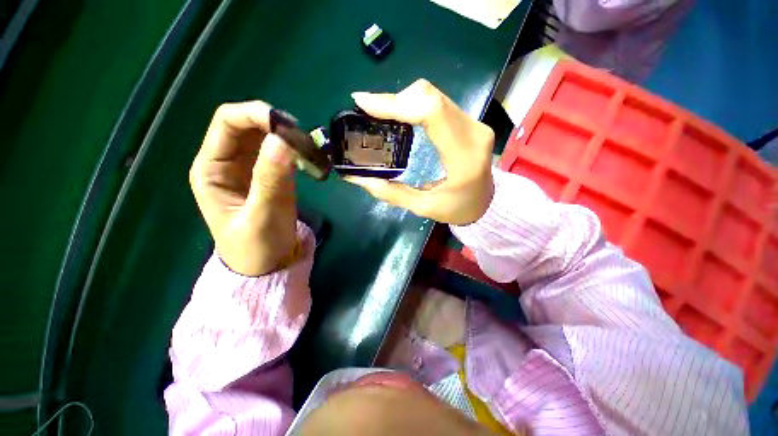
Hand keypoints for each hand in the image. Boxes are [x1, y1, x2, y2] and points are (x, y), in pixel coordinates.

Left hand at [190, 101, 297, 275]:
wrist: (268, 266)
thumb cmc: (258, 247)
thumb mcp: (263, 215)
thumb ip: (271, 179)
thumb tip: (283, 140)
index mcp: (212, 169)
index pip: (227, 123)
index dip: (255, 114)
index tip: (288, 125)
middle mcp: (226, 162)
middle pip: (247, 126)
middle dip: (275, 124)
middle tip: (304, 138)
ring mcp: (248, 168)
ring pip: (265, 137)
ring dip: (287, 137)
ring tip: (309, 148)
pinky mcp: (267, 176)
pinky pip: (278, 153)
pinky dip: (293, 150)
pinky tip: (306, 157)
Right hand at [346, 79, 494, 224]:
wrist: (486, 203)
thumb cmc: (458, 209)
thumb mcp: (424, 207)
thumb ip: (391, 193)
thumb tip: (356, 178)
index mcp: (464, 157)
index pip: (431, 113)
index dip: (396, 103)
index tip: (363, 103)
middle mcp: (473, 132)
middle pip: (430, 97)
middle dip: (395, 100)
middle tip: (369, 111)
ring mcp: (474, 124)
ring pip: (434, 96)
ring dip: (404, 100)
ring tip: (381, 114)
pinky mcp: (470, 122)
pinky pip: (439, 103)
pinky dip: (415, 104)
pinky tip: (400, 116)